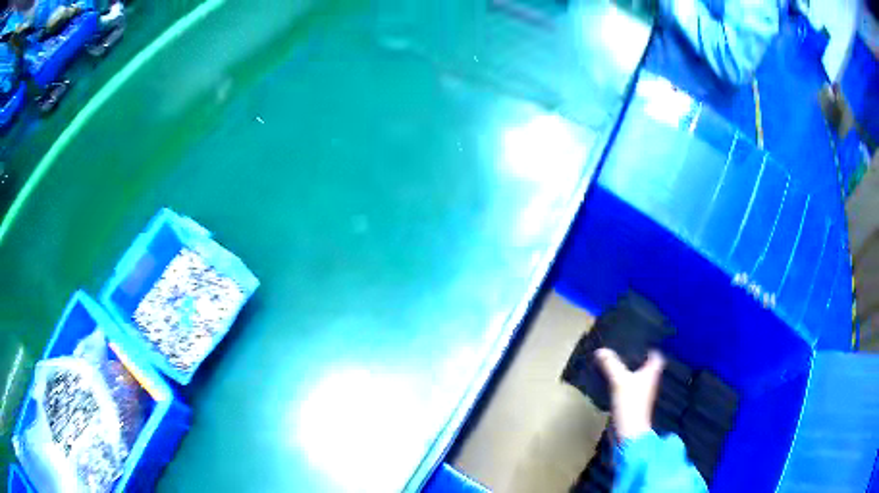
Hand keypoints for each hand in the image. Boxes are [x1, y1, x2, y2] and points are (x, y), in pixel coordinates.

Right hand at [595, 348, 664, 440]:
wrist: (628, 431)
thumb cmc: (630, 403)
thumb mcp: (619, 381)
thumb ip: (611, 365)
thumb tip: (600, 350)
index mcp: (652, 373)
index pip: (657, 357)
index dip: (652, 349)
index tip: (642, 343)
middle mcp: (649, 382)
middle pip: (647, 367)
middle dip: (638, 358)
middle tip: (625, 349)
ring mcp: (641, 394)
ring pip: (637, 377)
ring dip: (629, 371)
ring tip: (616, 361)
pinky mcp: (632, 404)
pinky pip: (628, 388)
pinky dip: (623, 382)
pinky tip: (612, 380)